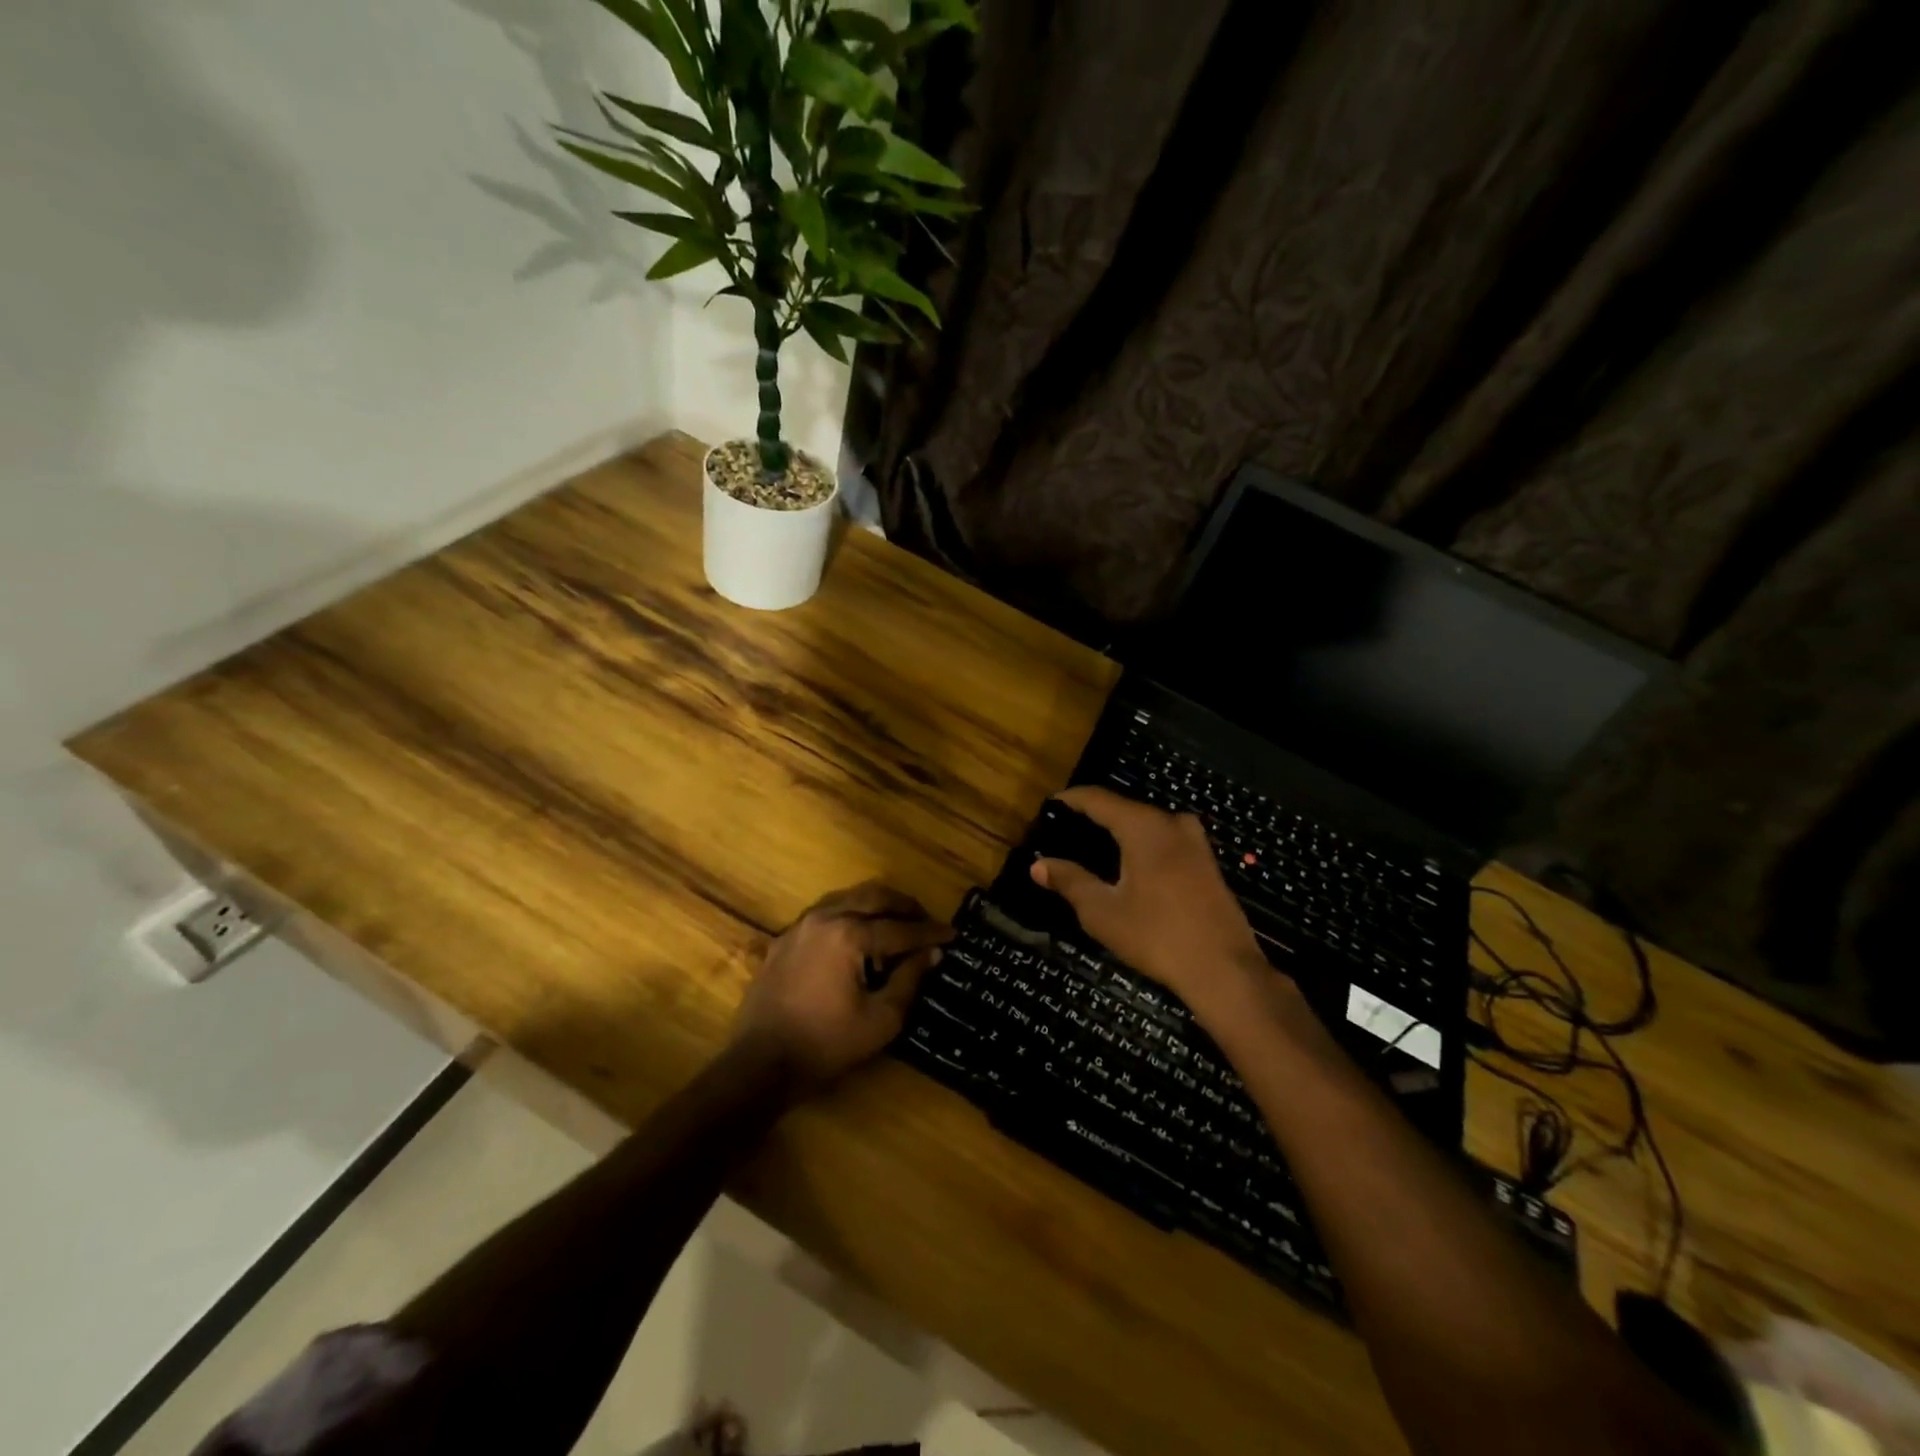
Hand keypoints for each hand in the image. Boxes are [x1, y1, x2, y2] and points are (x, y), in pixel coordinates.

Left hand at [732, 881, 951, 1094]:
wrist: (760, 1063)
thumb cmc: (826, 1044)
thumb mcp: (881, 1020)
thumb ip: (909, 980)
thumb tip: (932, 952)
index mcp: (849, 935)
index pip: (900, 928)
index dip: (929, 932)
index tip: (952, 934)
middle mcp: (825, 917)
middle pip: (873, 897)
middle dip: (904, 906)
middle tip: (926, 919)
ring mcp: (800, 925)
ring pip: (847, 897)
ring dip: (875, 905)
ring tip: (896, 922)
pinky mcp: (784, 938)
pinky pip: (824, 912)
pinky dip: (848, 914)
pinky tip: (857, 934)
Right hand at [1030, 787, 1275, 1026]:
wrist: (1224, 969)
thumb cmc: (1157, 936)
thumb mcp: (1102, 912)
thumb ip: (1070, 882)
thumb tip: (1038, 865)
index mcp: (1143, 827)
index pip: (1098, 799)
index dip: (1072, 799)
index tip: (1051, 804)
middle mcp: (1171, 823)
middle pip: (1124, 809)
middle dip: (1095, 816)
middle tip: (1067, 831)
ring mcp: (1195, 842)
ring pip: (1148, 825)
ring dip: (1121, 831)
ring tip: (1094, 847)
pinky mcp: (1208, 863)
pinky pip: (1166, 840)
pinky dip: (1142, 845)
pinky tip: (1130, 866)